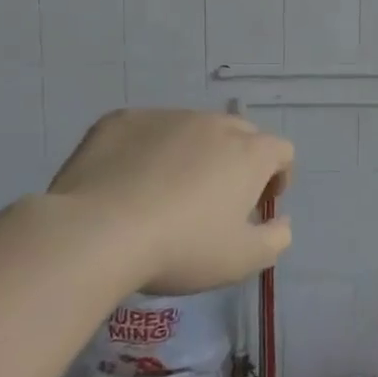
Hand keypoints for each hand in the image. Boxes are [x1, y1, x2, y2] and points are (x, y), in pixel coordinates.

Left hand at [48, 109, 293, 296]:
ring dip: (194, 153)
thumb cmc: (182, 248)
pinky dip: (149, 149)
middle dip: (238, 161)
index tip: (261, 204)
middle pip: (240, 134)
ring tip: (168, 190)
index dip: (279, 176)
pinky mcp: (122, 120)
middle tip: (218, 198)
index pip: (281, 151)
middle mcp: (213, 124)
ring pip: (192, 129)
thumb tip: (281, 222)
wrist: (95, 233)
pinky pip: (147, 130)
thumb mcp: (243, 259)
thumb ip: (276, 239)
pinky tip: (130, 181)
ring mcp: (166, 117)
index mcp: (249, 153)